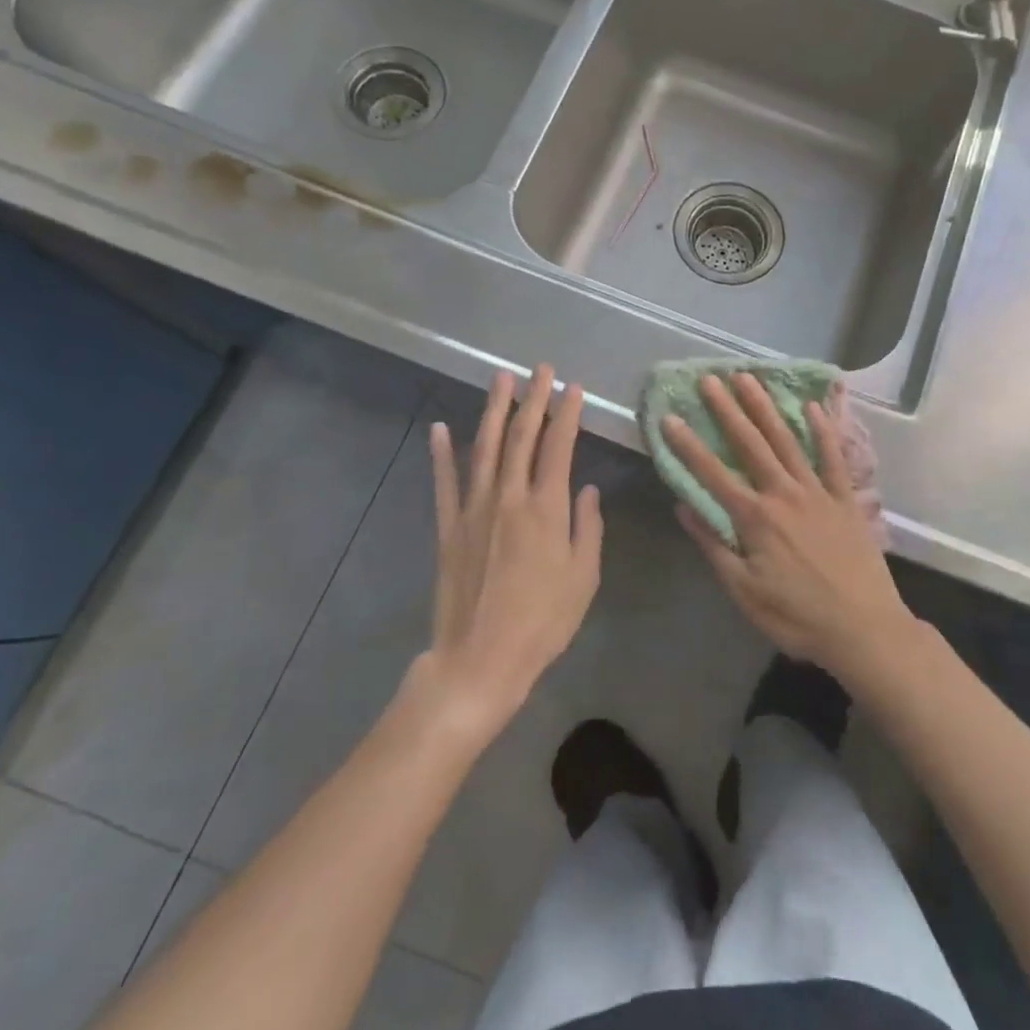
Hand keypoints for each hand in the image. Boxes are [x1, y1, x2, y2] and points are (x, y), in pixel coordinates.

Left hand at [418, 365, 602, 735]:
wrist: (480, 659)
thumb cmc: (542, 622)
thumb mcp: (584, 577)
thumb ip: (588, 527)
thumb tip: (587, 489)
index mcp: (546, 508)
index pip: (559, 446)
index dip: (567, 414)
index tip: (573, 388)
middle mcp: (509, 497)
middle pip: (522, 437)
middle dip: (533, 399)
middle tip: (541, 370)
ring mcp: (474, 509)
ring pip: (485, 448)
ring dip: (494, 411)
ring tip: (501, 380)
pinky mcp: (449, 527)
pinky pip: (445, 482)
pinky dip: (442, 453)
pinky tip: (441, 428)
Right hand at [662, 373, 913, 682]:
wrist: (864, 629)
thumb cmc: (797, 617)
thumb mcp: (744, 592)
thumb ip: (714, 546)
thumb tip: (683, 507)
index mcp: (755, 518)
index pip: (712, 474)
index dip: (688, 445)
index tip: (670, 417)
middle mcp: (784, 494)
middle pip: (750, 444)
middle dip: (727, 410)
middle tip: (710, 378)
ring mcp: (818, 492)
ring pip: (787, 441)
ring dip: (766, 408)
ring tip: (750, 378)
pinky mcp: (846, 499)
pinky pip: (833, 458)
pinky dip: (823, 431)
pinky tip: (813, 407)